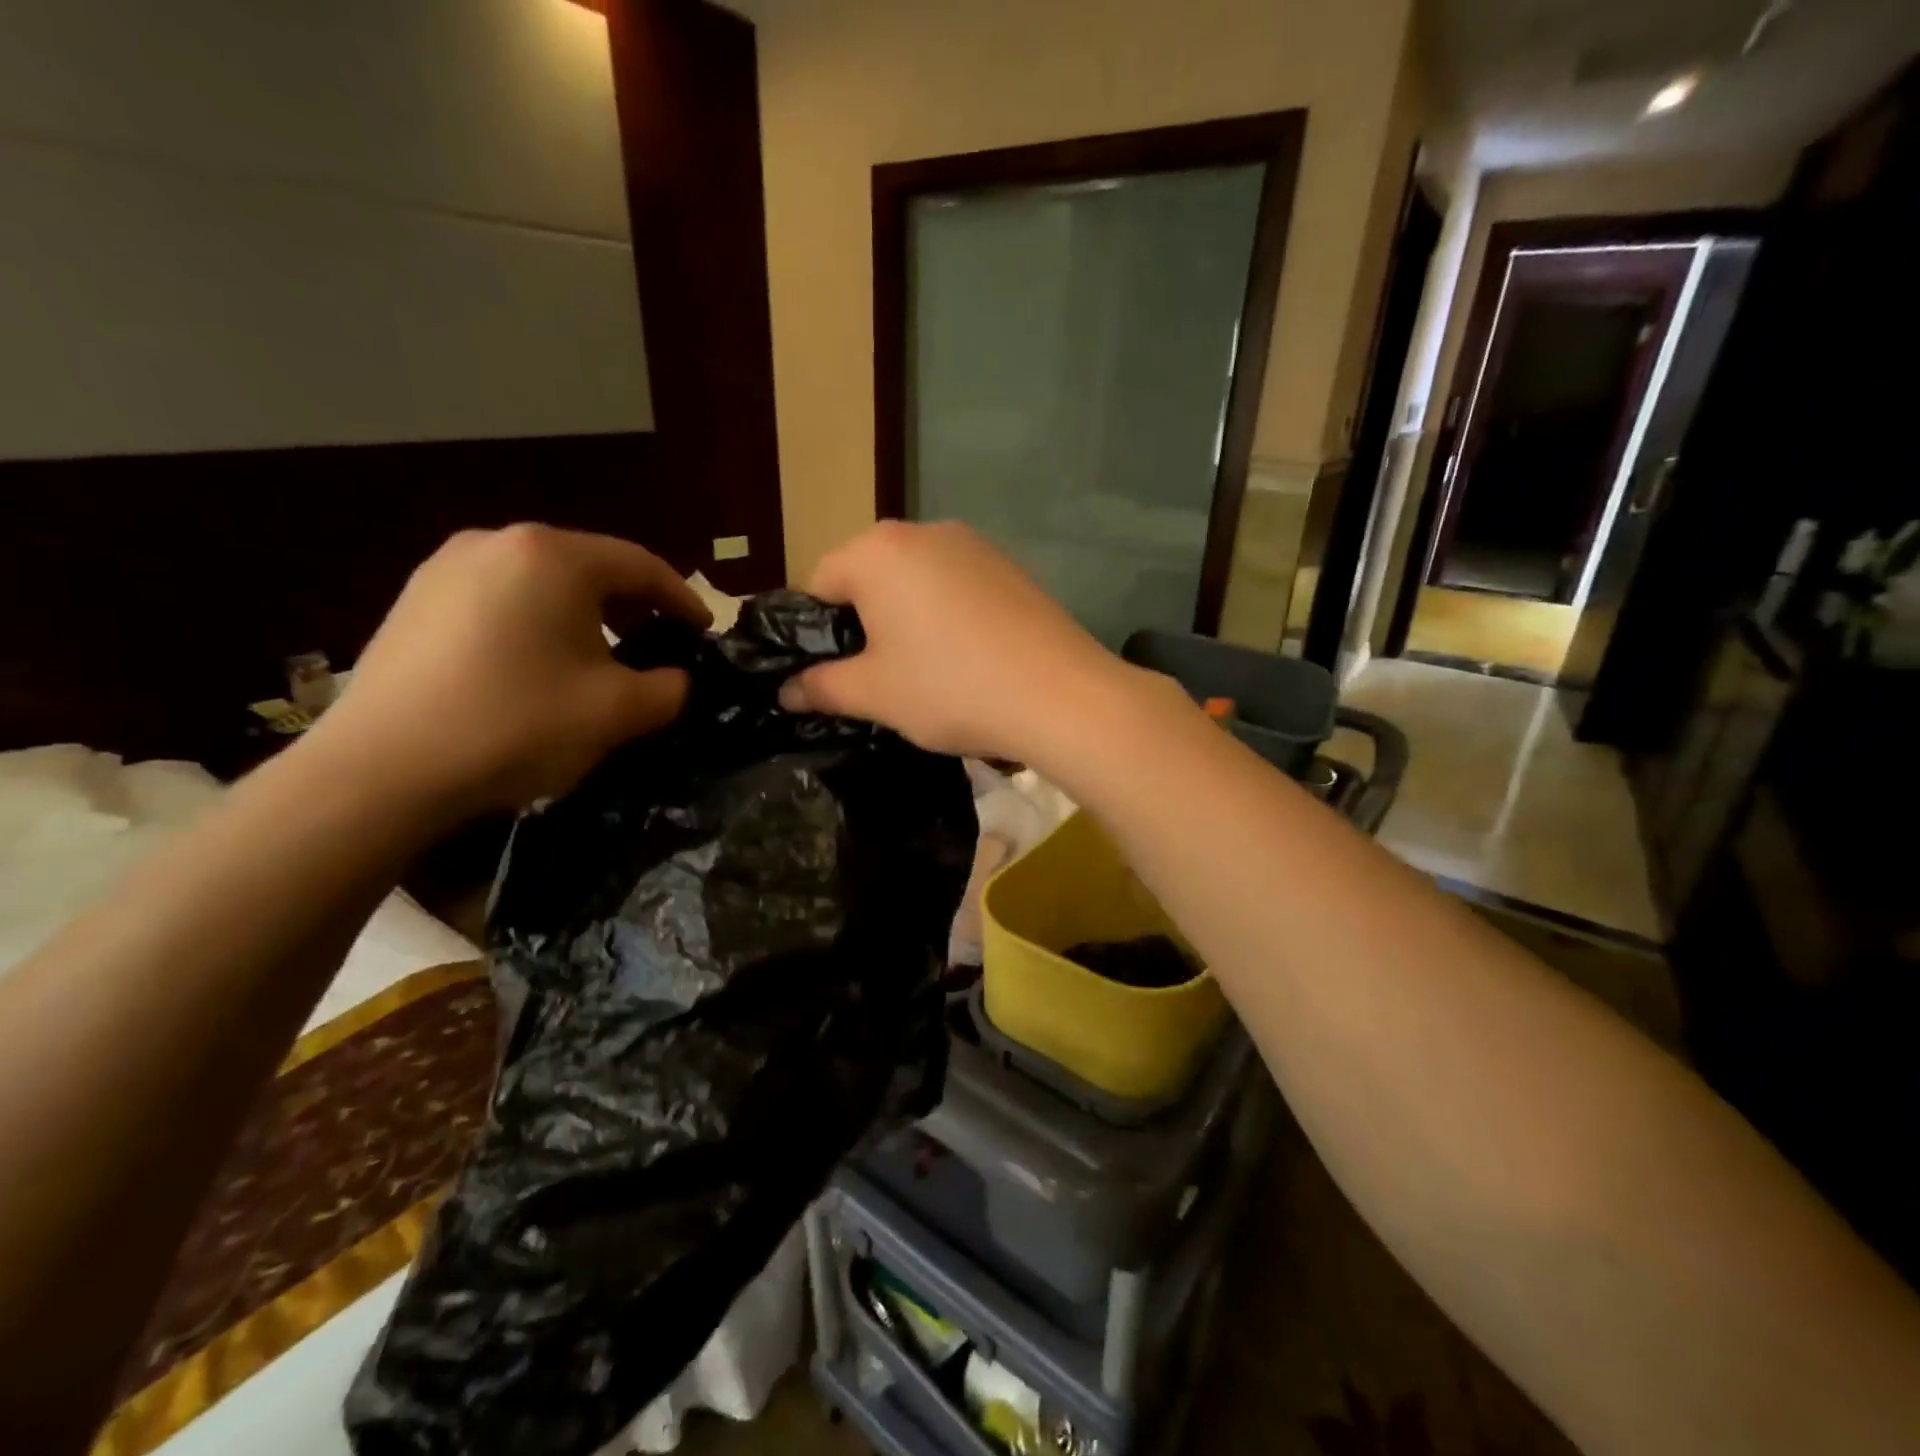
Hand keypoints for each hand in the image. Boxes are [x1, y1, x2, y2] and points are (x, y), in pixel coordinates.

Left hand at [306, 525, 709, 814]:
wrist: (381, 771)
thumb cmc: (517, 725)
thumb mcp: (619, 711)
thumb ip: (669, 687)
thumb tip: (674, 678)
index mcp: (553, 556)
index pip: (642, 565)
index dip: (683, 599)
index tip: (705, 632)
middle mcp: (497, 543)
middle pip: (590, 566)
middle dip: (634, 605)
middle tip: (660, 642)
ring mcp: (446, 568)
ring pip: (543, 582)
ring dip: (585, 614)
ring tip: (603, 655)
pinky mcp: (415, 601)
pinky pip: (501, 599)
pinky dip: (538, 622)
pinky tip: (541, 664)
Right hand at [778, 521, 1132, 762]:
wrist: (1060, 695)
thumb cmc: (950, 688)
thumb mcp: (874, 694)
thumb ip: (821, 686)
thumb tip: (786, 691)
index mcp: (878, 551)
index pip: (818, 583)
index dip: (815, 633)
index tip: (831, 675)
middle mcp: (923, 531)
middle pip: (868, 576)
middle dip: (863, 624)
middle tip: (878, 678)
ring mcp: (974, 545)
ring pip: (914, 582)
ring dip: (906, 619)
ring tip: (927, 672)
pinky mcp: (1010, 566)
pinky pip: (956, 587)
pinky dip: (947, 616)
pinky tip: (968, 658)